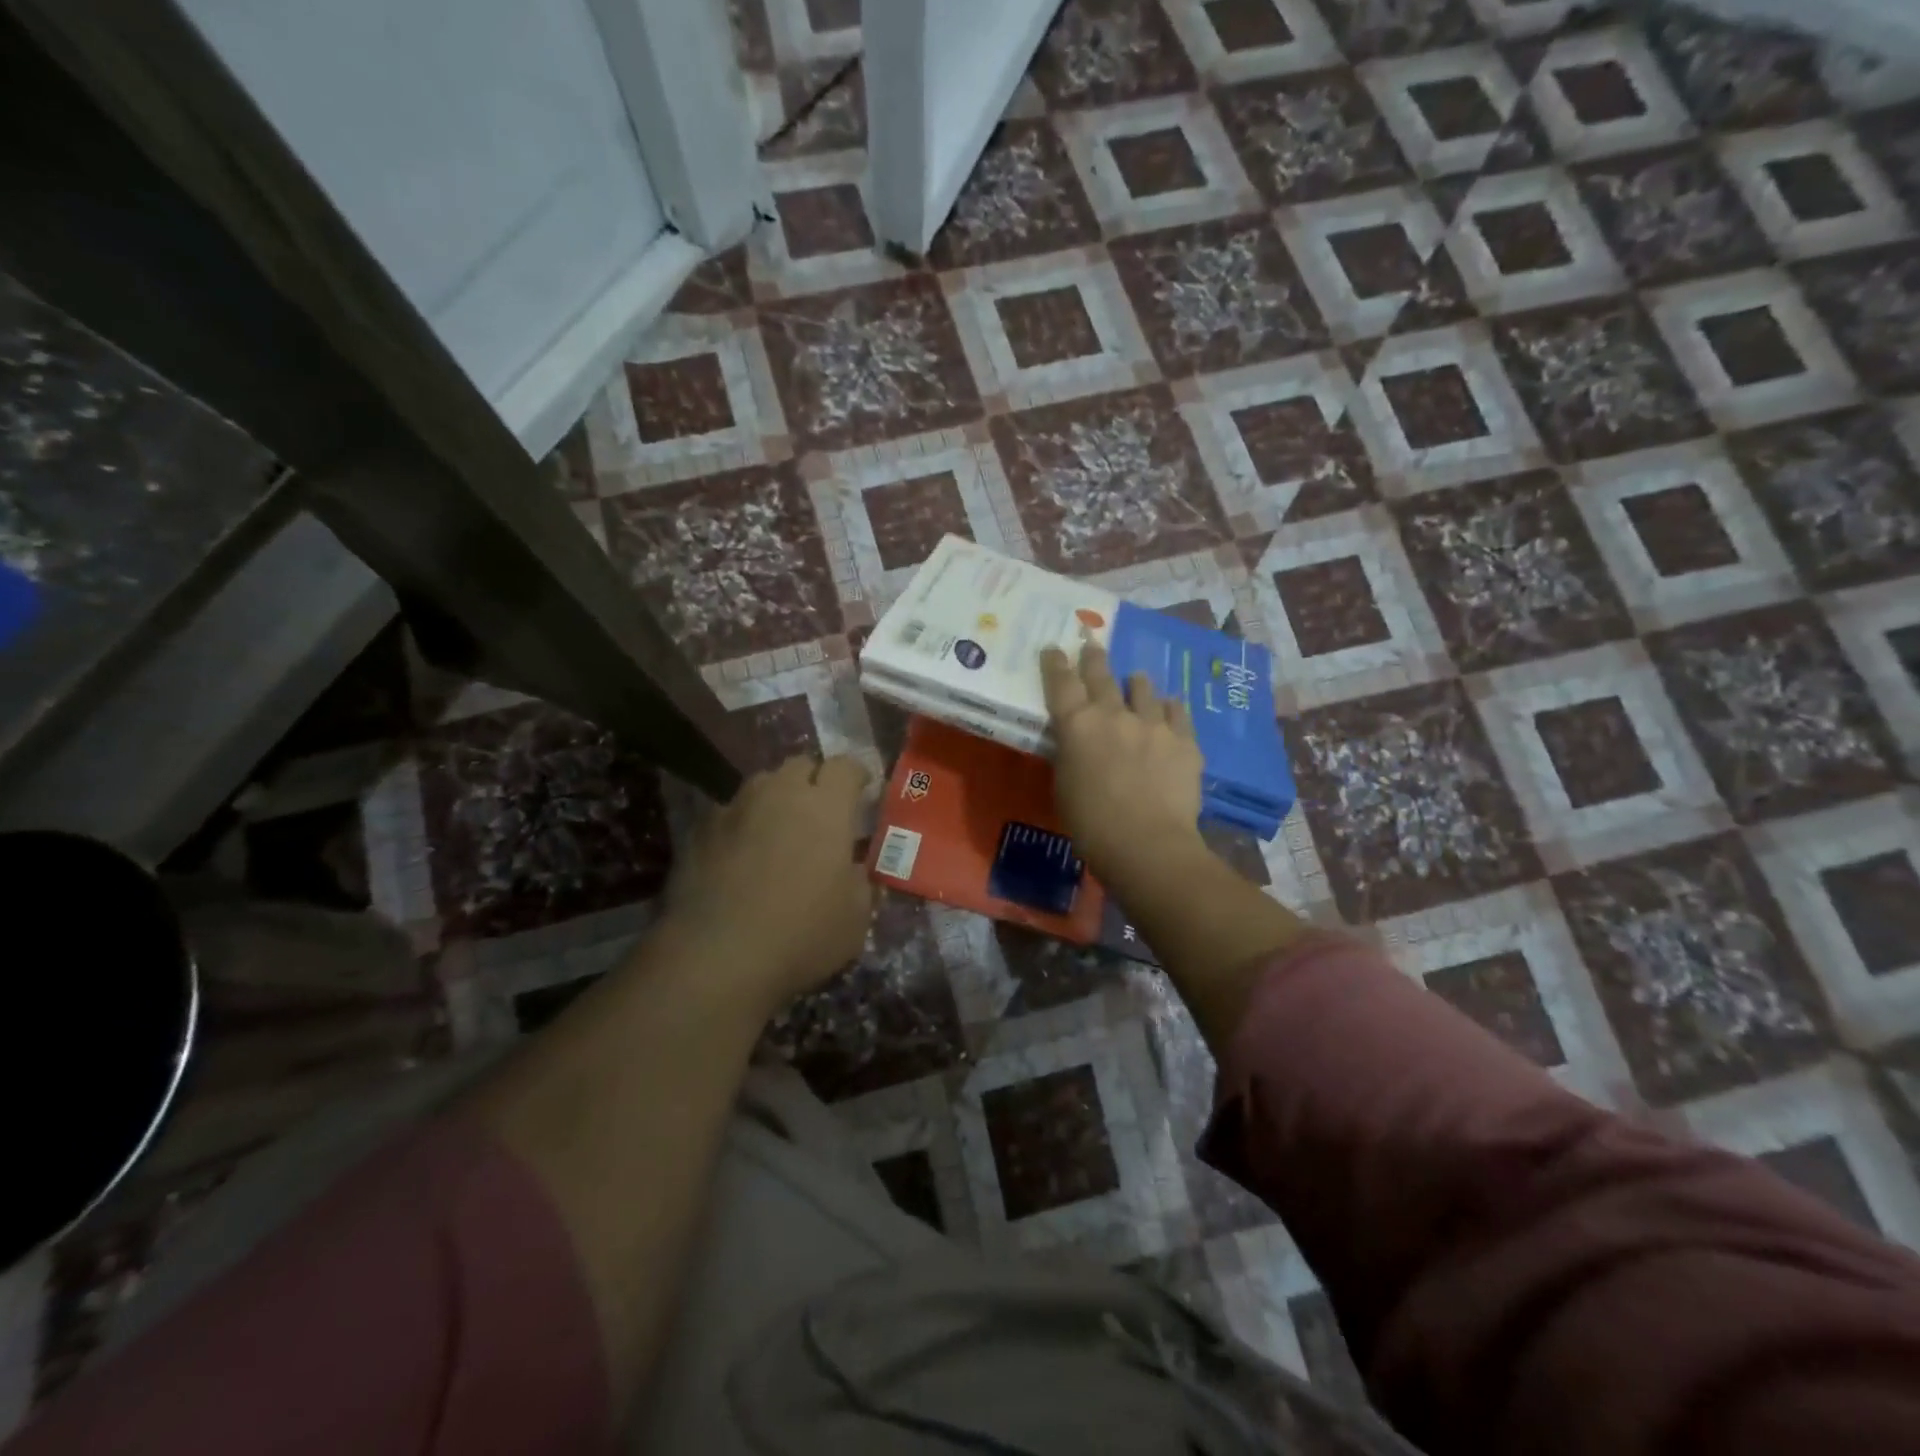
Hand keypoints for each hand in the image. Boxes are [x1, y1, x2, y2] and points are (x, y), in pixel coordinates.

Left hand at [657, 755, 874, 1015]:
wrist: (715, 958)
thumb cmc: (802, 935)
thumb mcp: (856, 917)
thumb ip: (860, 881)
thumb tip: (853, 869)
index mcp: (826, 807)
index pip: (845, 766)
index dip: (856, 777)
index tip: (862, 794)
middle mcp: (779, 794)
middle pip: (800, 765)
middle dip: (814, 781)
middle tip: (820, 814)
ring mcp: (734, 808)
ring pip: (761, 785)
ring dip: (775, 800)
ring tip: (778, 832)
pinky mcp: (698, 831)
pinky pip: (728, 814)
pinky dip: (740, 826)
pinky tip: (739, 857)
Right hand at [1041, 643, 1204, 891]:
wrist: (1147, 844)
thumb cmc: (1091, 824)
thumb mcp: (1064, 786)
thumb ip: (1070, 755)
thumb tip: (1077, 743)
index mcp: (1077, 726)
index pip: (1061, 683)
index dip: (1055, 663)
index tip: (1054, 648)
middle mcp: (1114, 714)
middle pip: (1101, 676)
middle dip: (1093, 658)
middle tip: (1092, 645)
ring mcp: (1153, 724)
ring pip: (1143, 688)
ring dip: (1135, 683)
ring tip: (1136, 680)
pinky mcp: (1184, 740)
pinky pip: (1176, 711)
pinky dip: (1167, 708)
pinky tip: (1168, 709)